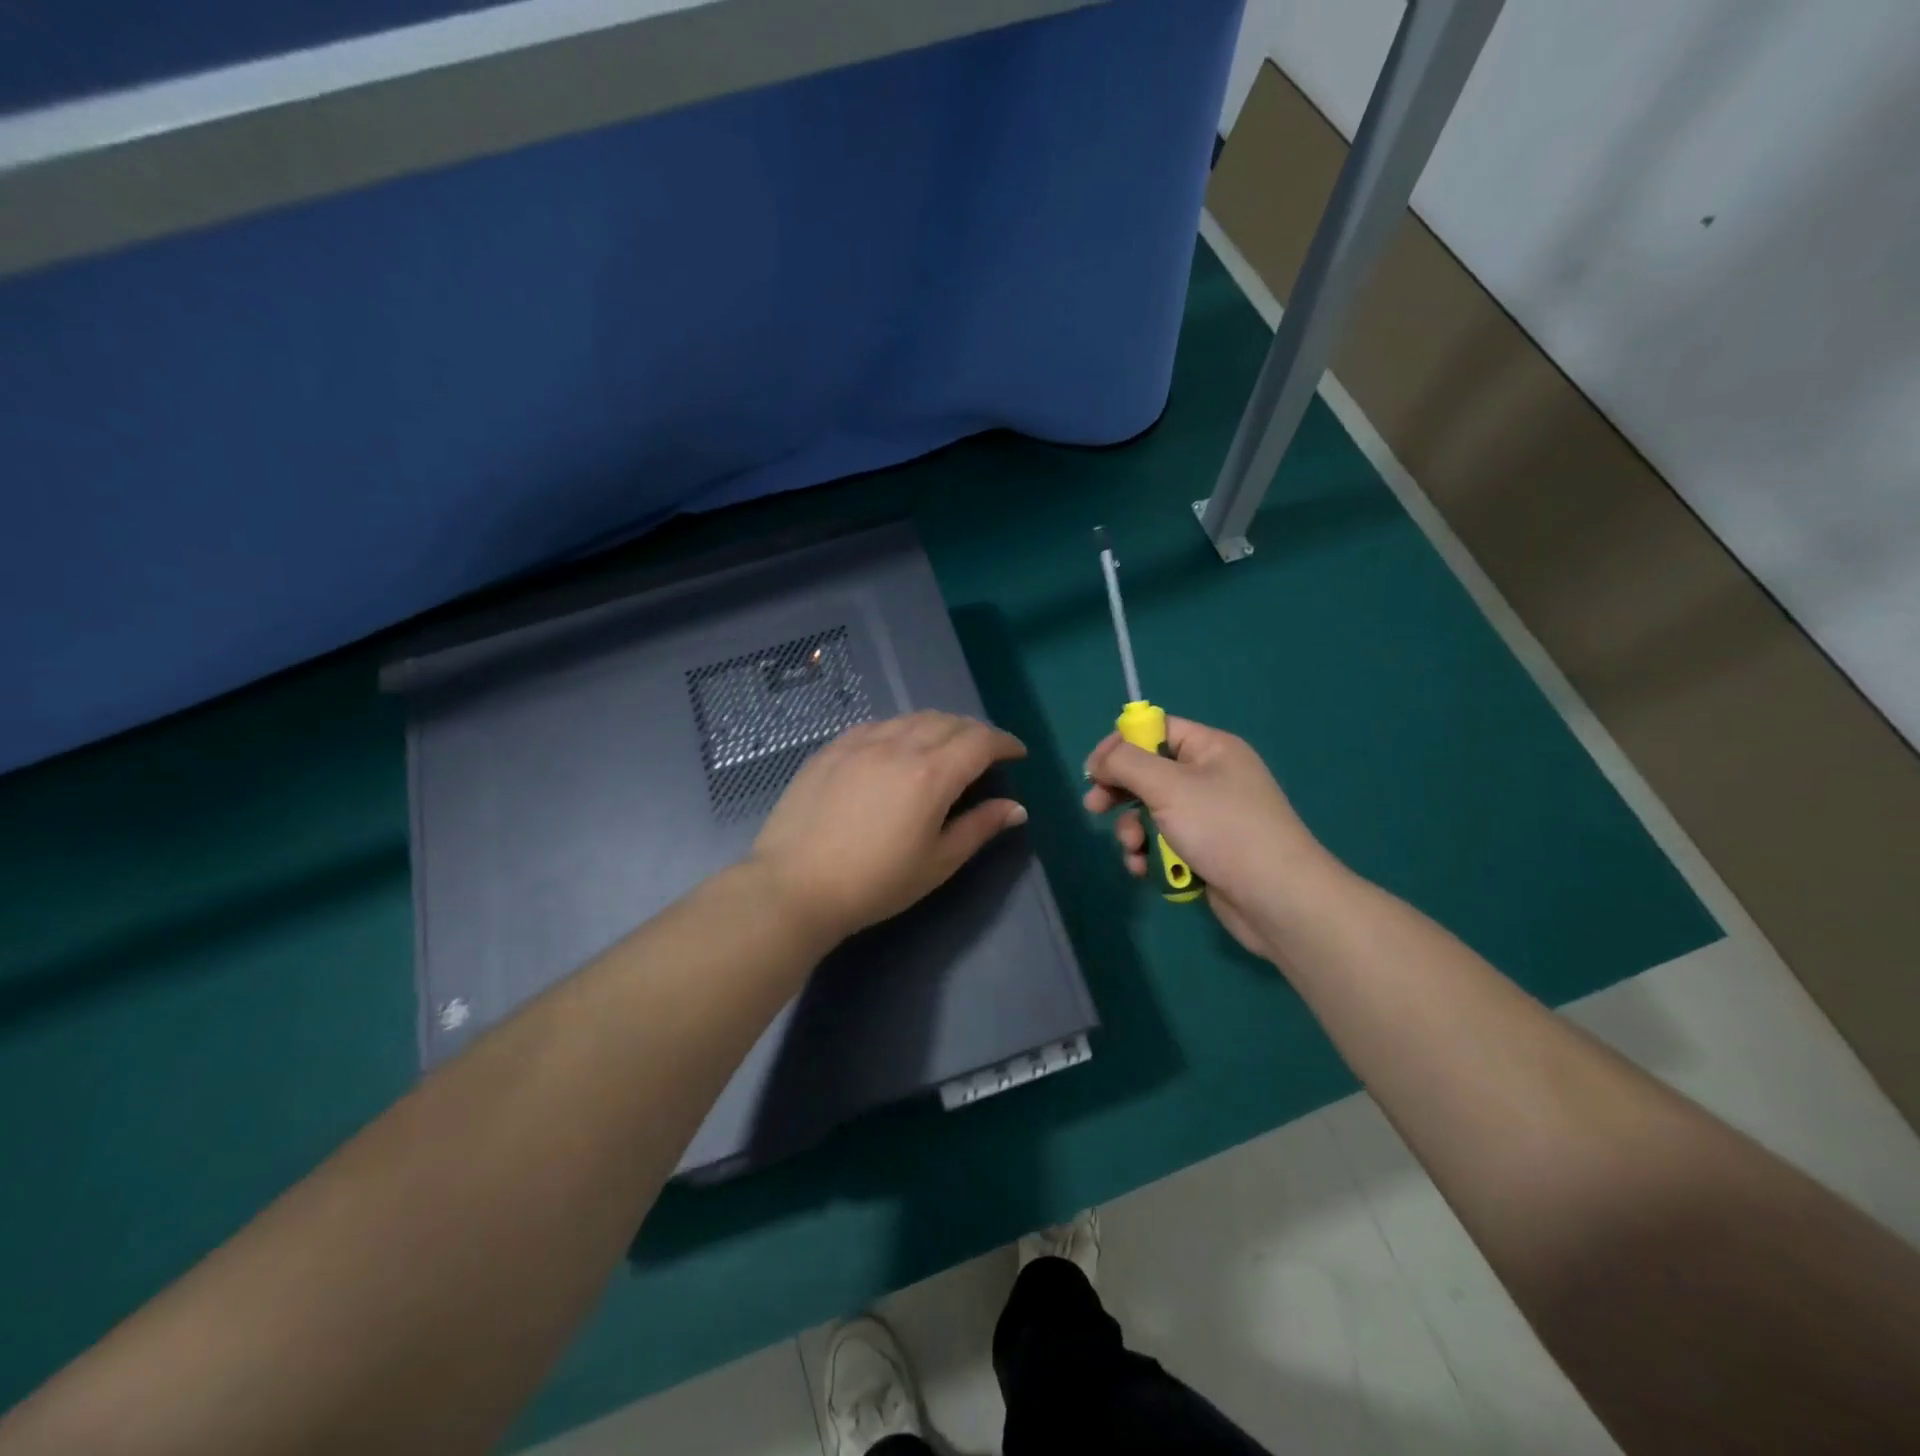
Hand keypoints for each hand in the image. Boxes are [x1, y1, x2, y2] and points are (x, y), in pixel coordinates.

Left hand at [752, 711, 1028, 946]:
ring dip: (940, 726)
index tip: (1017, 753)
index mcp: (930, 775)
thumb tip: (1016, 808)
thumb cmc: (874, 883)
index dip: (1005, 742)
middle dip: (975, 733)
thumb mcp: (936, 863)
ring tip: (945, 748)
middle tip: (985, 753)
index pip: (980, 741)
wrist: (794, 886)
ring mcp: (860, 743)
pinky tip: (898, 748)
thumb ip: (979, 828)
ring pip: (913, 718)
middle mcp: (898, 746)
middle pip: (949, 722)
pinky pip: (878, 725)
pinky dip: (901, 729)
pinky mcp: (832, 748)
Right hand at [1082, 717, 1337, 960]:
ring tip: (1133, 849)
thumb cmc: (1222, 829)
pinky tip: (1144, 870)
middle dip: (1119, 793)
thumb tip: (1100, 759)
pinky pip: (1165, 842)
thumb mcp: (1168, 786)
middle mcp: (1211, 777)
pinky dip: (1150, 854)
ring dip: (1133, 830)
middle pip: (1149, 773)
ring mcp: (1209, 817)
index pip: (1157, 731)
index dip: (1121, 745)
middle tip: (1094, 808)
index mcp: (1210, 749)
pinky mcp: (1206, 851)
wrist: (1277, 898)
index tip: (1094, 769)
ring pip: (1152, 812)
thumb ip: (1126, 763)